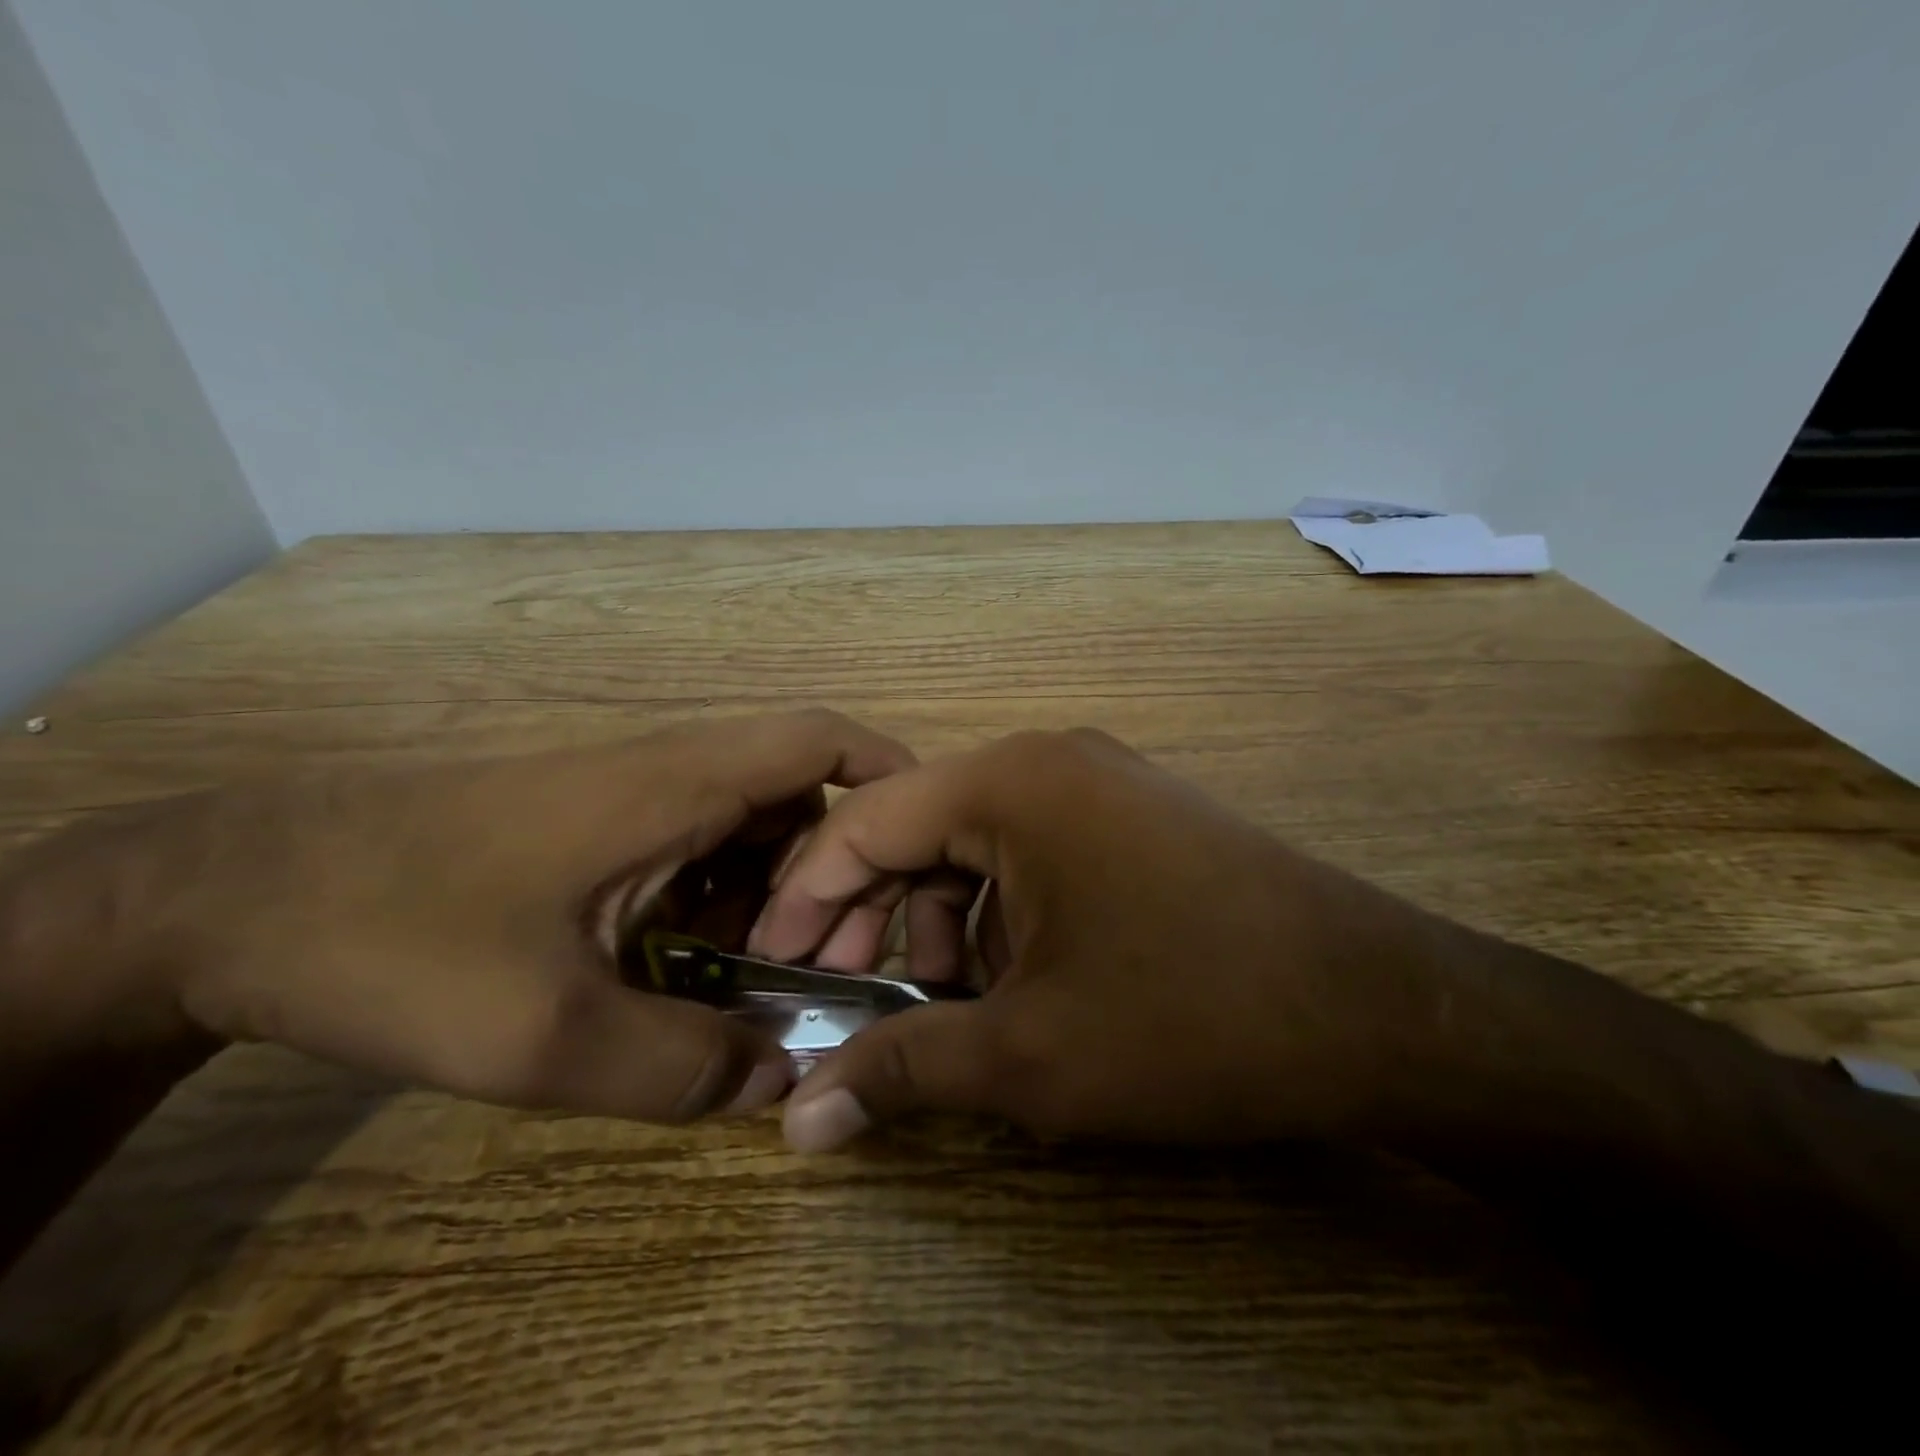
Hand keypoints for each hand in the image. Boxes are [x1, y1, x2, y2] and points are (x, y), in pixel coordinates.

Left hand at [15, 710, 912, 1121]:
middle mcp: (674, 774)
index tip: (927, 852)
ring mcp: (635, 799)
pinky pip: (701, 853)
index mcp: (684, 783)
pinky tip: (693, 975)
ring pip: (751, 832)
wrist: (237, 893)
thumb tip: (779, 1085)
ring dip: (777, 899)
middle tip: (833, 970)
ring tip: (766, 987)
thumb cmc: (401, 937)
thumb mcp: (544, 1034)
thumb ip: (679, 1068)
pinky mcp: (601, 827)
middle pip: (801, 799)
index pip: (824, 743)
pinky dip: (725, 906)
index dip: (891, 777)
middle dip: (838, 877)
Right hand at [750, 728, 1453, 1151]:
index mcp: (1010, 782)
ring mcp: (1098, 784)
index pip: (865, 821)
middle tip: (842, 998)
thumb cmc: (1191, 1017)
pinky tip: (1007, 983)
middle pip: (918, 830)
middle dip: (871, 916)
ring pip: (975, 847)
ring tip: (937, 1006)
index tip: (769, 965)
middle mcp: (1048, 762)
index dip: (804, 897)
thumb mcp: (1031, 1054)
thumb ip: (903, 1071)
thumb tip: (799, 1124)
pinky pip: (1031, 855)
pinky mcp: (1133, 819)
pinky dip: (998, 915)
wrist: (1382, 1009)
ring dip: (938, 923)